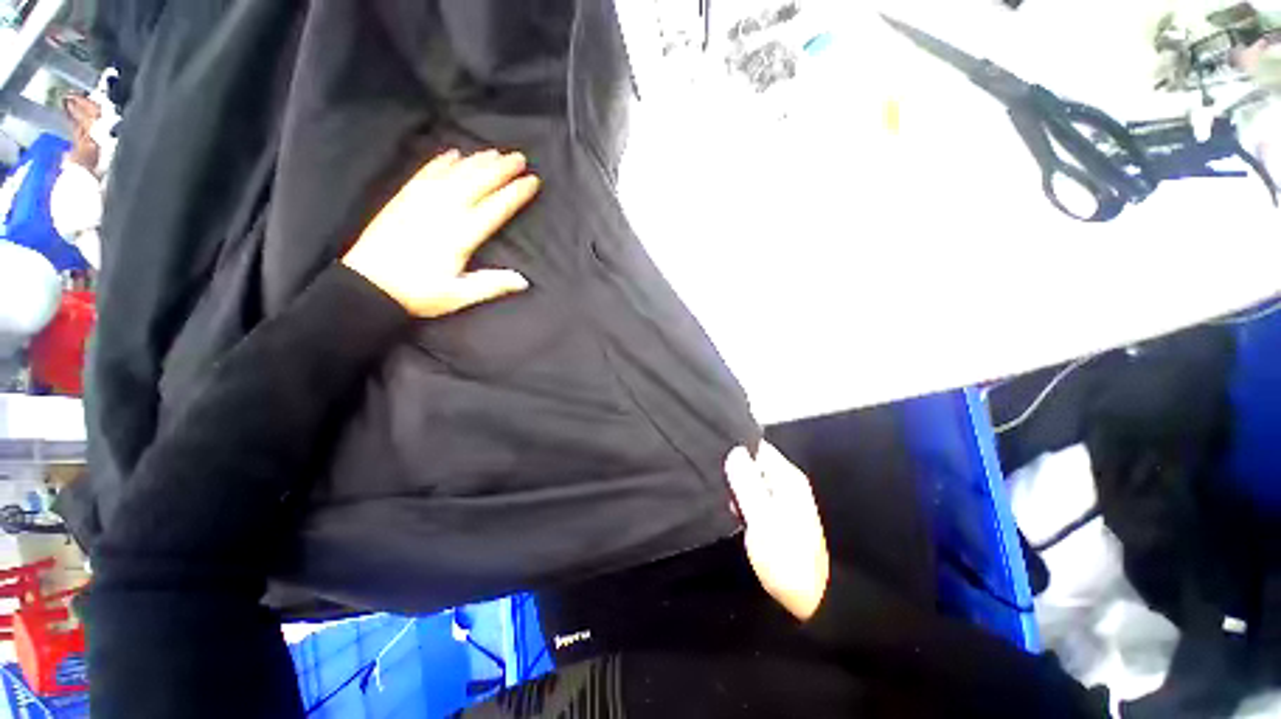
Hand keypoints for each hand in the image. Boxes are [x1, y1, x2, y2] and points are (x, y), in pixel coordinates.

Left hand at [342, 148, 540, 317]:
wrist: (367, 286)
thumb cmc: (417, 294)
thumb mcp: (459, 296)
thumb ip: (491, 285)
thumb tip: (523, 280)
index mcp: (459, 236)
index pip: (494, 209)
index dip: (515, 193)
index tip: (532, 181)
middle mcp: (442, 212)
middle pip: (477, 184)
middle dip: (500, 169)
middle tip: (519, 157)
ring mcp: (420, 202)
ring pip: (454, 174)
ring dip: (476, 161)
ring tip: (495, 152)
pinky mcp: (403, 199)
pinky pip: (426, 174)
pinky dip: (441, 162)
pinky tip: (453, 154)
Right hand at [724, 442, 830, 620]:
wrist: (812, 603)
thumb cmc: (785, 558)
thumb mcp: (761, 517)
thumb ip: (746, 481)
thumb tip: (735, 450)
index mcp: (787, 478)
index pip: (758, 447)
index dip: (737, 451)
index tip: (719, 463)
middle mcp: (788, 485)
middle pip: (755, 465)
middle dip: (736, 474)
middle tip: (725, 492)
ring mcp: (785, 503)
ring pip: (753, 484)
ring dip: (739, 492)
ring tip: (731, 509)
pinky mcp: (779, 519)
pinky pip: (756, 501)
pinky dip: (745, 506)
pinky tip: (739, 519)